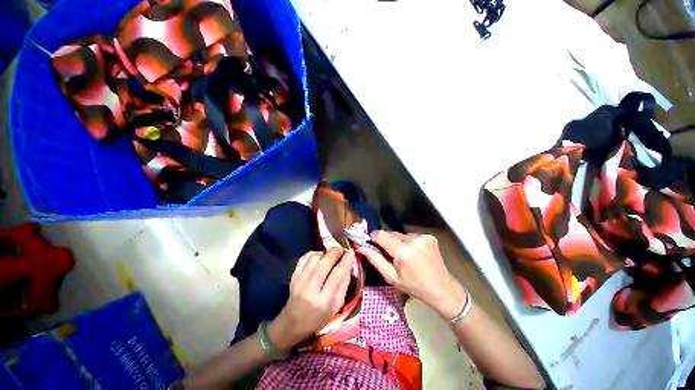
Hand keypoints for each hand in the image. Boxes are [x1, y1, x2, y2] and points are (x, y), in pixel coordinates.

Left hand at [268, 248, 355, 350]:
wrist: (293, 323)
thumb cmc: (319, 317)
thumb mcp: (337, 305)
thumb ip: (344, 283)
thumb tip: (349, 263)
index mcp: (325, 300)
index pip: (338, 274)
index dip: (346, 260)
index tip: (351, 252)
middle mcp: (311, 289)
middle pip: (325, 262)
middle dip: (336, 252)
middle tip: (341, 251)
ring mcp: (300, 281)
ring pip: (315, 257)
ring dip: (325, 253)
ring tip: (330, 255)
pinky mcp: (293, 276)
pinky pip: (304, 258)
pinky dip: (313, 254)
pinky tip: (319, 257)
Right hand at [358, 231, 466, 318]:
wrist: (442, 289)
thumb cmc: (414, 286)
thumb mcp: (391, 277)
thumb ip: (375, 260)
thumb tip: (361, 247)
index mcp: (403, 251)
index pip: (381, 235)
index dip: (373, 237)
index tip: (370, 243)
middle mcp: (413, 240)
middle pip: (391, 233)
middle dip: (386, 241)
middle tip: (388, 254)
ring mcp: (423, 236)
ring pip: (400, 234)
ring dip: (397, 242)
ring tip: (402, 255)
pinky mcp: (429, 236)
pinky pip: (410, 236)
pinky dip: (408, 242)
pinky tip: (413, 253)